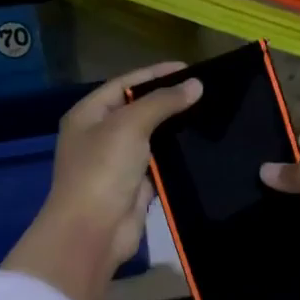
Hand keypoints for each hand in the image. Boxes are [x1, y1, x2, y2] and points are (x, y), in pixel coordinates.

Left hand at [3, 64, 201, 299]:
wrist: (93, 231)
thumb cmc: (103, 170)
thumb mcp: (130, 126)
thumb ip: (162, 102)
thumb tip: (196, 85)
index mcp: (89, 114)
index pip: (125, 84)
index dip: (156, 74)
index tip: (191, 68)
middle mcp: (100, 135)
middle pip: (139, 110)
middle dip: (169, 101)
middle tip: (207, 92)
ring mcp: (118, 162)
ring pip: (152, 138)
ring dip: (177, 129)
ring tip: (211, 114)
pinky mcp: (136, 186)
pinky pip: (160, 164)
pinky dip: (178, 156)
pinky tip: (203, 146)